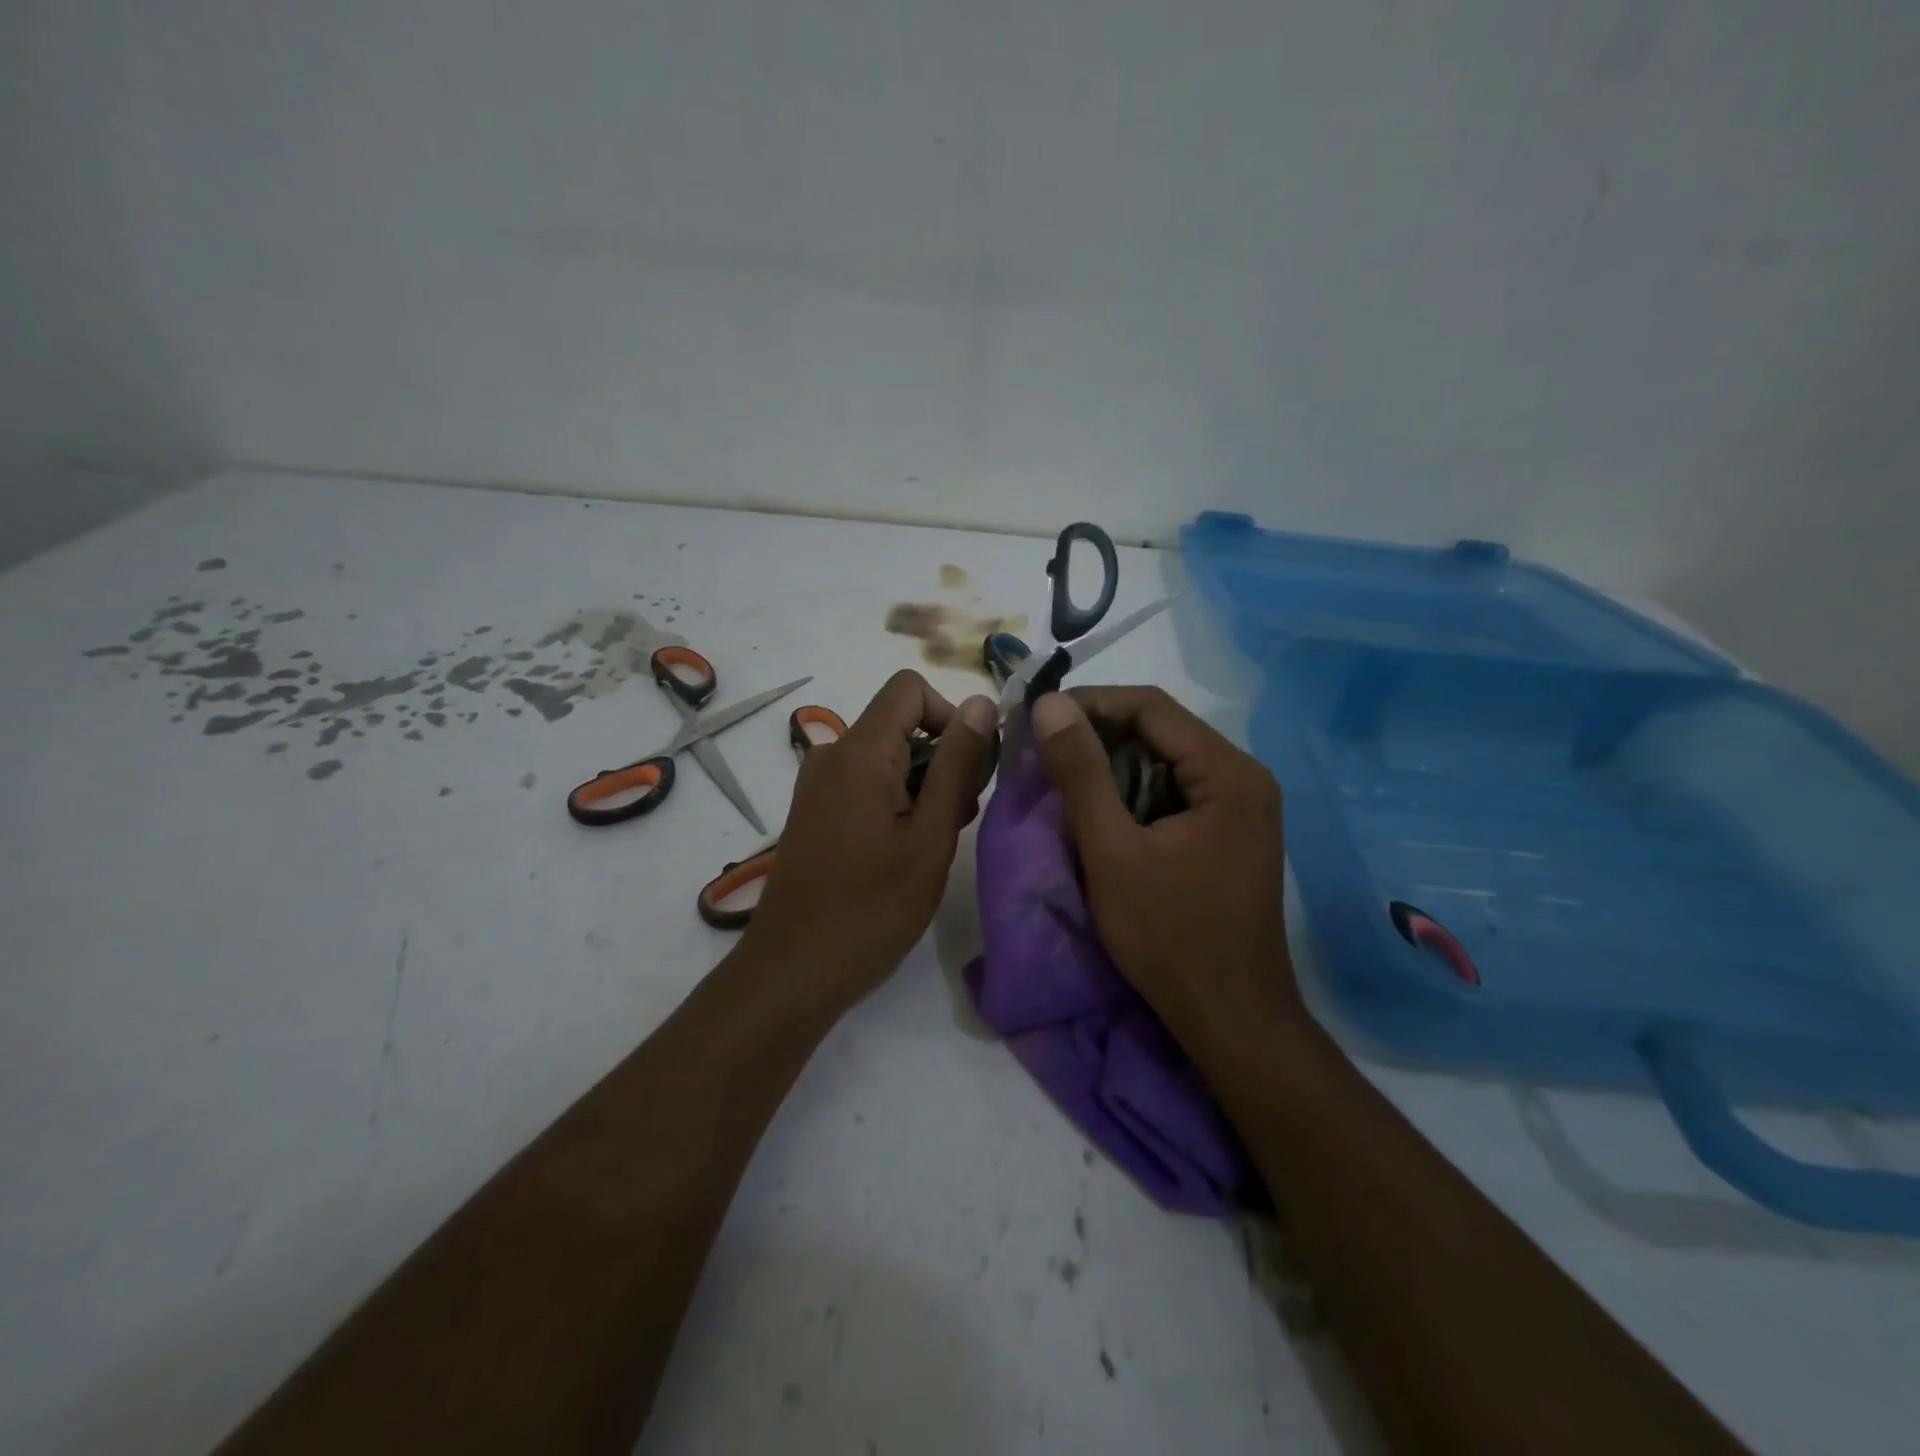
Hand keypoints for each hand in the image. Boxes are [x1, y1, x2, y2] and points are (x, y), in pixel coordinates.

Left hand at [742, 671, 998, 1011]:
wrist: (793, 970)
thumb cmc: (871, 908)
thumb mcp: (930, 836)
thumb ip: (958, 765)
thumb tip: (980, 702)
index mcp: (859, 752)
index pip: (909, 689)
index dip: (950, 715)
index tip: (970, 766)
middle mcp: (831, 755)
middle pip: (900, 723)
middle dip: (942, 757)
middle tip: (961, 816)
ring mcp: (818, 784)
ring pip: (886, 755)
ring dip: (923, 783)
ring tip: (937, 839)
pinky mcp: (815, 810)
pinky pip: (865, 781)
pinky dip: (897, 799)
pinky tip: (908, 848)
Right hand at [1028, 687, 1299, 1040]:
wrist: (1231, 1020)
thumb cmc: (1170, 937)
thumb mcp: (1112, 852)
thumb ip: (1081, 773)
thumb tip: (1049, 705)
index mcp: (1228, 773)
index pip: (1151, 707)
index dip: (1089, 703)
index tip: (1036, 719)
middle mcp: (1244, 777)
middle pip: (1160, 730)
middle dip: (1097, 734)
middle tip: (1040, 750)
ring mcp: (1241, 807)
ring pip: (1163, 760)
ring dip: (1110, 764)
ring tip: (1060, 778)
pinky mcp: (1228, 832)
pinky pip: (1173, 791)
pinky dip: (1131, 792)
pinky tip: (1098, 811)